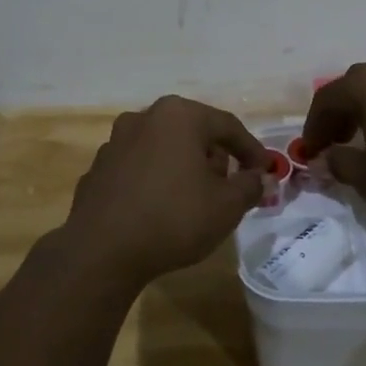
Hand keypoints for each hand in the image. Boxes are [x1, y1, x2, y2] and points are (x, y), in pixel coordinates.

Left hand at [57, 96, 267, 288]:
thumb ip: (250, 186)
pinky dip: (155, 181)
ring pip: (164, 148)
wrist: (102, 250)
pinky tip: (160, 209)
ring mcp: (116, 142)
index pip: (227, 126)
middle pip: (193, 132)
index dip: (252, 149)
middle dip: (215, 158)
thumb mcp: (226, 206)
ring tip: (195, 201)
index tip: (265, 171)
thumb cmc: (173, 218)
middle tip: (229, 188)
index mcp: (178, 116)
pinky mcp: (99, 168)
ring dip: (183, 167)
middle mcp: (144, 117)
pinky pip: (139, 168)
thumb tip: (259, 179)